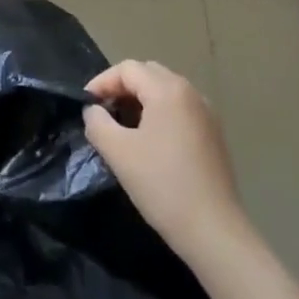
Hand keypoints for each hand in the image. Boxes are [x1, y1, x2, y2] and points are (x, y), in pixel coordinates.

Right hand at [83, 60, 246, 261]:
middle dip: (122, 87)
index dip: (102, 81)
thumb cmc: (162, 185)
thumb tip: (93, 110)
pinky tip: (149, 141)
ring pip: (166, 91)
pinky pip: (180, 109)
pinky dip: (159, 113)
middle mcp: (190, 92)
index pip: (128, 69)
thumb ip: (98, 123)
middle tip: (103, 111)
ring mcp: (206, 112)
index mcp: (168, 90)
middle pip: (149, 74)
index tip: (85, 104)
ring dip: (141, 100)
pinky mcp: (213, 134)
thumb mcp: (119, 153)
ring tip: (122, 126)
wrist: (213, 229)